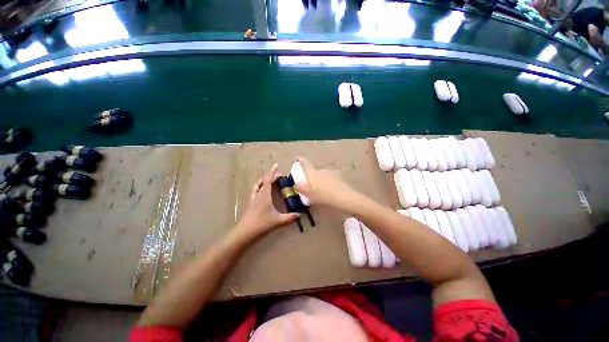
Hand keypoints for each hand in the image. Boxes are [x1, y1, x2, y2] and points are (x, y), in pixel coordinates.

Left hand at [236, 164, 299, 237]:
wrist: (245, 231)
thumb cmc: (262, 223)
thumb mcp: (278, 220)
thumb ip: (289, 217)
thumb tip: (299, 215)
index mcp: (265, 195)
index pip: (268, 179)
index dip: (272, 172)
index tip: (277, 165)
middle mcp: (259, 194)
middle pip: (265, 181)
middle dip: (272, 176)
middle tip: (279, 175)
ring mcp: (254, 198)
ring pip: (259, 185)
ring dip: (265, 180)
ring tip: (271, 180)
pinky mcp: (251, 202)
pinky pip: (255, 190)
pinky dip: (259, 186)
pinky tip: (261, 189)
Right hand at [294, 157, 360, 210]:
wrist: (343, 197)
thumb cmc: (323, 196)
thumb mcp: (309, 195)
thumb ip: (302, 188)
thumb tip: (298, 183)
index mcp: (313, 174)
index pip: (306, 164)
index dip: (301, 160)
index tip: (298, 158)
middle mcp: (321, 171)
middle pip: (315, 172)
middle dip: (312, 177)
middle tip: (312, 187)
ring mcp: (331, 173)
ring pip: (323, 176)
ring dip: (321, 181)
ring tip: (322, 191)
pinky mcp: (339, 177)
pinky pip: (330, 179)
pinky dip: (329, 183)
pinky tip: (331, 191)